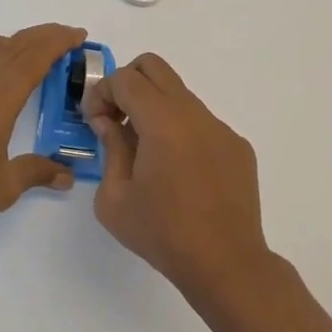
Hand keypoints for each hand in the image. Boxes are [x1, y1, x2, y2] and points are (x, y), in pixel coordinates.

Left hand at [0, 23, 84, 240]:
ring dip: (7, 43)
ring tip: (23, 55)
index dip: (59, 41)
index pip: (36, 56)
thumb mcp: (7, 185)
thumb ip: (38, 172)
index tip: (78, 36)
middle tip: (65, 38)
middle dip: (42, 37)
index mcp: (1, 95)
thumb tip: (67, 176)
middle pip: (14, 45)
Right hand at [83, 53, 274, 303]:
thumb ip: (109, 148)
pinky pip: (201, 122)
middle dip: (127, 83)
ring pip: (178, 94)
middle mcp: (194, 113)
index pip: (125, 78)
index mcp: (162, 121)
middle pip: (154, 67)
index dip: (101, 92)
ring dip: (154, 108)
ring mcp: (220, 127)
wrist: (227, 265)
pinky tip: (179, 172)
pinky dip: (181, 131)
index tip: (95, 121)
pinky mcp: (237, 145)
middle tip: (116, 118)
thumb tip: (110, 122)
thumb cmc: (163, 234)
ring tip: (146, 151)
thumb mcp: (114, 199)